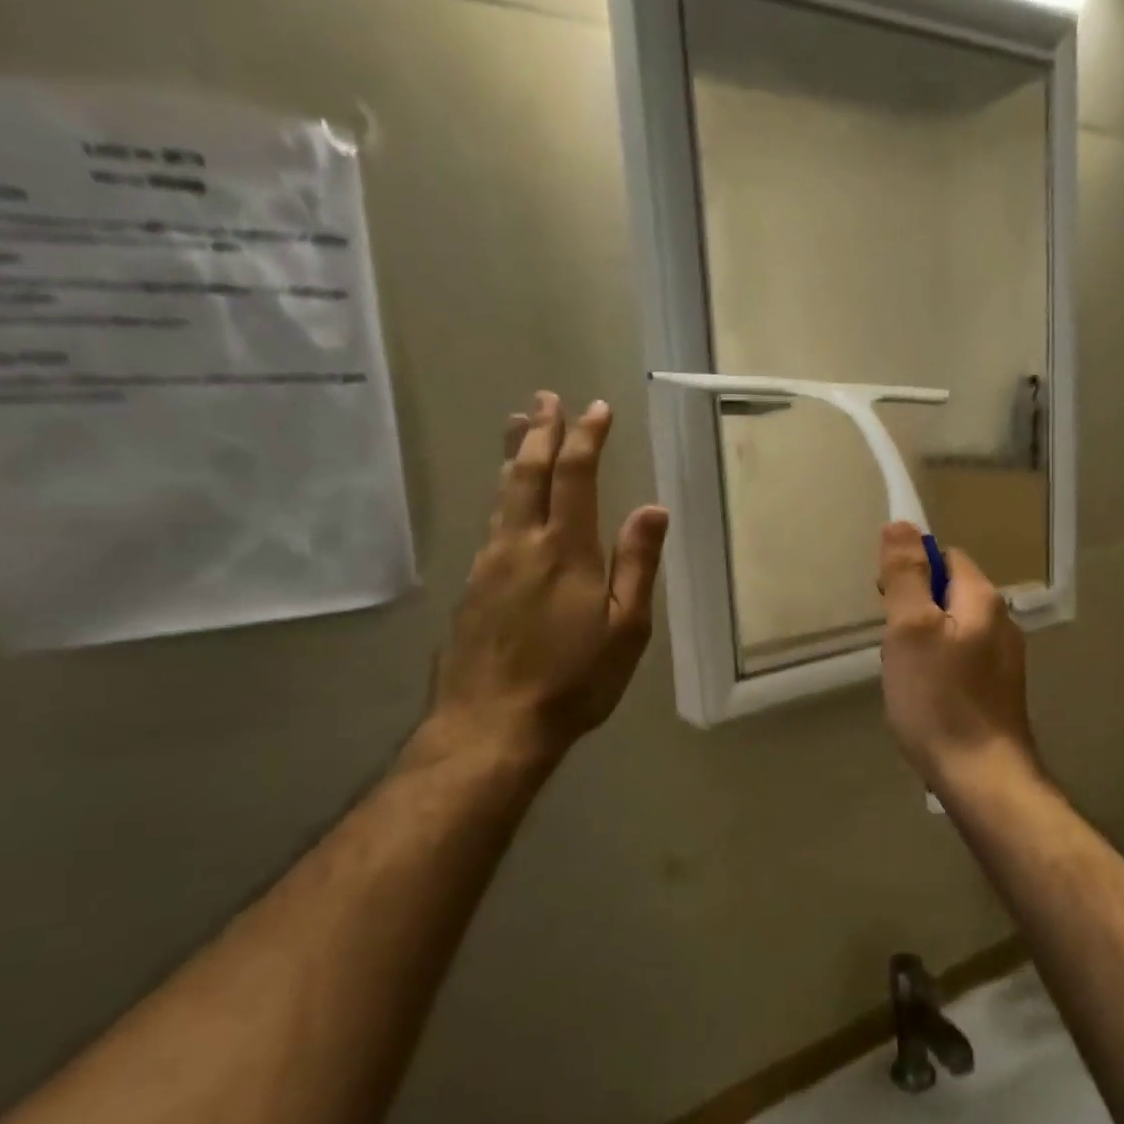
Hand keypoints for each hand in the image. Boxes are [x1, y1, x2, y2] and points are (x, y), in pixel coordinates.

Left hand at [418, 391, 668, 775]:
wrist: (491, 725)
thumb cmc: (573, 681)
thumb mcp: (625, 629)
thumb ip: (637, 565)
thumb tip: (653, 508)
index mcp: (566, 550)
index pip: (575, 476)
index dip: (586, 438)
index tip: (596, 409)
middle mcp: (521, 544)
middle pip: (527, 472)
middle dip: (539, 430)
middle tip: (546, 398)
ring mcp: (489, 563)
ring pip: (502, 494)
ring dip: (513, 454)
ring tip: (518, 426)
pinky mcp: (471, 586)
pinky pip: (492, 524)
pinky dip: (503, 495)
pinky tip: (507, 500)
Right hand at [877, 522, 1037, 795]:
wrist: (982, 777)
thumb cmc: (938, 700)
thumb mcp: (910, 630)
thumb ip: (906, 576)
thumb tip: (901, 525)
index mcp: (983, 600)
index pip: (947, 556)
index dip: (913, 569)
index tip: (888, 602)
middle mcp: (1002, 622)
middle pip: (951, 592)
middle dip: (915, 608)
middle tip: (892, 644)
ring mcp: (1005, 660)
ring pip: (954, 628)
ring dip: (925, 639)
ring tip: (904, 673)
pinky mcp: (999, 691)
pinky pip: (962, 659)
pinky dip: (939, 666)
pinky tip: (925, 695)